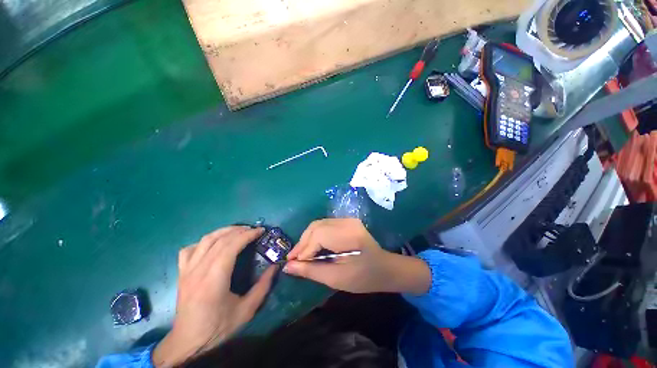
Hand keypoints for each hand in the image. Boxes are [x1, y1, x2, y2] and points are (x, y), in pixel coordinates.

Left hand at [153, 226, 275, 366]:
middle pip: (220, 239)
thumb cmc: (218, 327)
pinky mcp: (181, 273)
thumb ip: (263, 286)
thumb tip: (276, 265)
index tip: (261, 231)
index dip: (248, 235)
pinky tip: (214, 245)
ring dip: (224, 231)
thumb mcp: (247, 310)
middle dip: (239, 230)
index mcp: (214, 279)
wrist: (188, 342)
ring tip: (239, 231)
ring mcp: (187, 270)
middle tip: (254, 230)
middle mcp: (198, 270)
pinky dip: (204, 242)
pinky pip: (190, 249)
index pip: (231, 246)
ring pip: (205, 239)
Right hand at [284, 219, 430, 294]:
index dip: (304, 250)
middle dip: (303, 243)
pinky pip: (324, 225)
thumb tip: (288, 267)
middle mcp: (347, 222)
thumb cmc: (364, 277)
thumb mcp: (337, 278)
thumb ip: (312, 271)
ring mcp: (347, 219)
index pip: (319, 236)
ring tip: (300, 255)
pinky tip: (311, 247)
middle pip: (316, 226)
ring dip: (307, 239)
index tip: (291, 264)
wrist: (385, 268)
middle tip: (293, 259)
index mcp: (349, 235)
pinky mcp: (346, 221)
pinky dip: (314, 236)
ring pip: (318, 224)